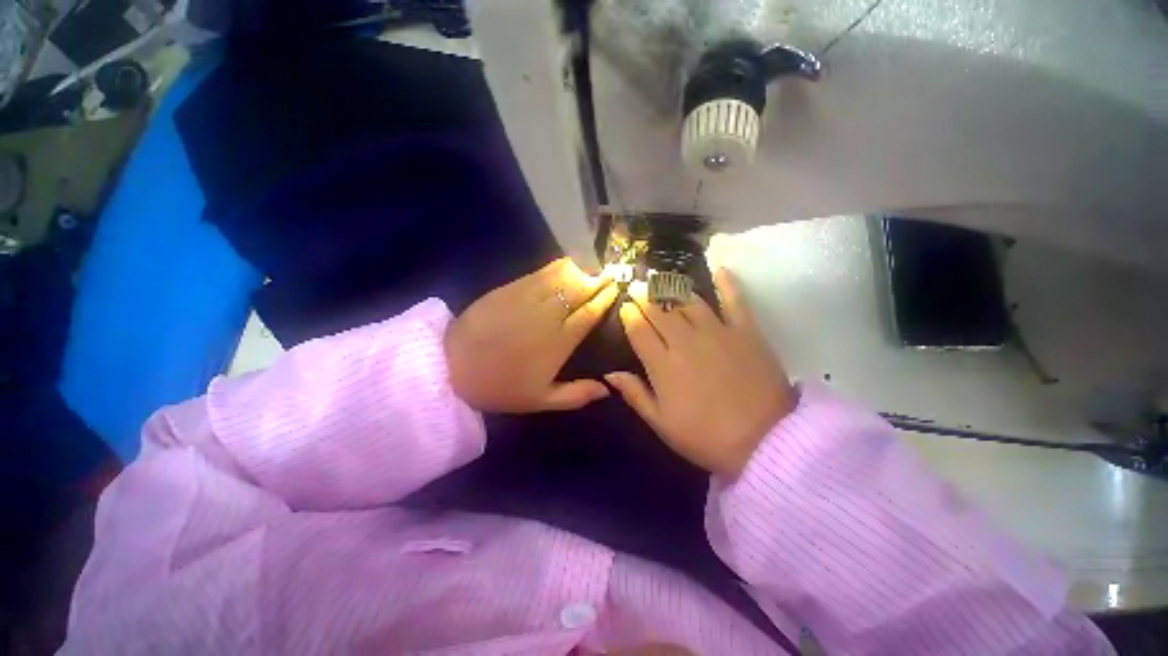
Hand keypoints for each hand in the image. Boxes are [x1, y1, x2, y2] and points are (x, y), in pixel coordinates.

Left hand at [446, 258, 618, 412]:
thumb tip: (607, 389)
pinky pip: (540, 273)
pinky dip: (556, 268)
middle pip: (580, 289)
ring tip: (590, 269)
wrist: (452, 366)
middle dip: (597, 280)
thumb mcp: (541, 401)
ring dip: (580, 271)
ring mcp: (527, 297)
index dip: (605, 298)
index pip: (589, 313)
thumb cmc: (501, 386)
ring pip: (562, 277)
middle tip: (609, 274)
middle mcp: (548, 315)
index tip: (616, 288)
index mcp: (559, 341)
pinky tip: (564, 267)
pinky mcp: (509, 288)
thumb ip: (576, 395)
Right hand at [606, 269, 795, 475]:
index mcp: (662, 365)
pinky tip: (720, 269)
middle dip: (643, 295)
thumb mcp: (662, 424)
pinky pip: (735, 300)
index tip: (624, 306)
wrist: (765, 442)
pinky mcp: (745, 331)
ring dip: (671, 288)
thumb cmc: (706, 437)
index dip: (628, 314)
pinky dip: (727, 284)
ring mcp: (717, 332)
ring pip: (688, 301)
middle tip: (635, 285)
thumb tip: (610, 373)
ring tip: (661, 279)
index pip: (638, 329)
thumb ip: (635, 394)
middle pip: (658, 310)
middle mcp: (685, 341)